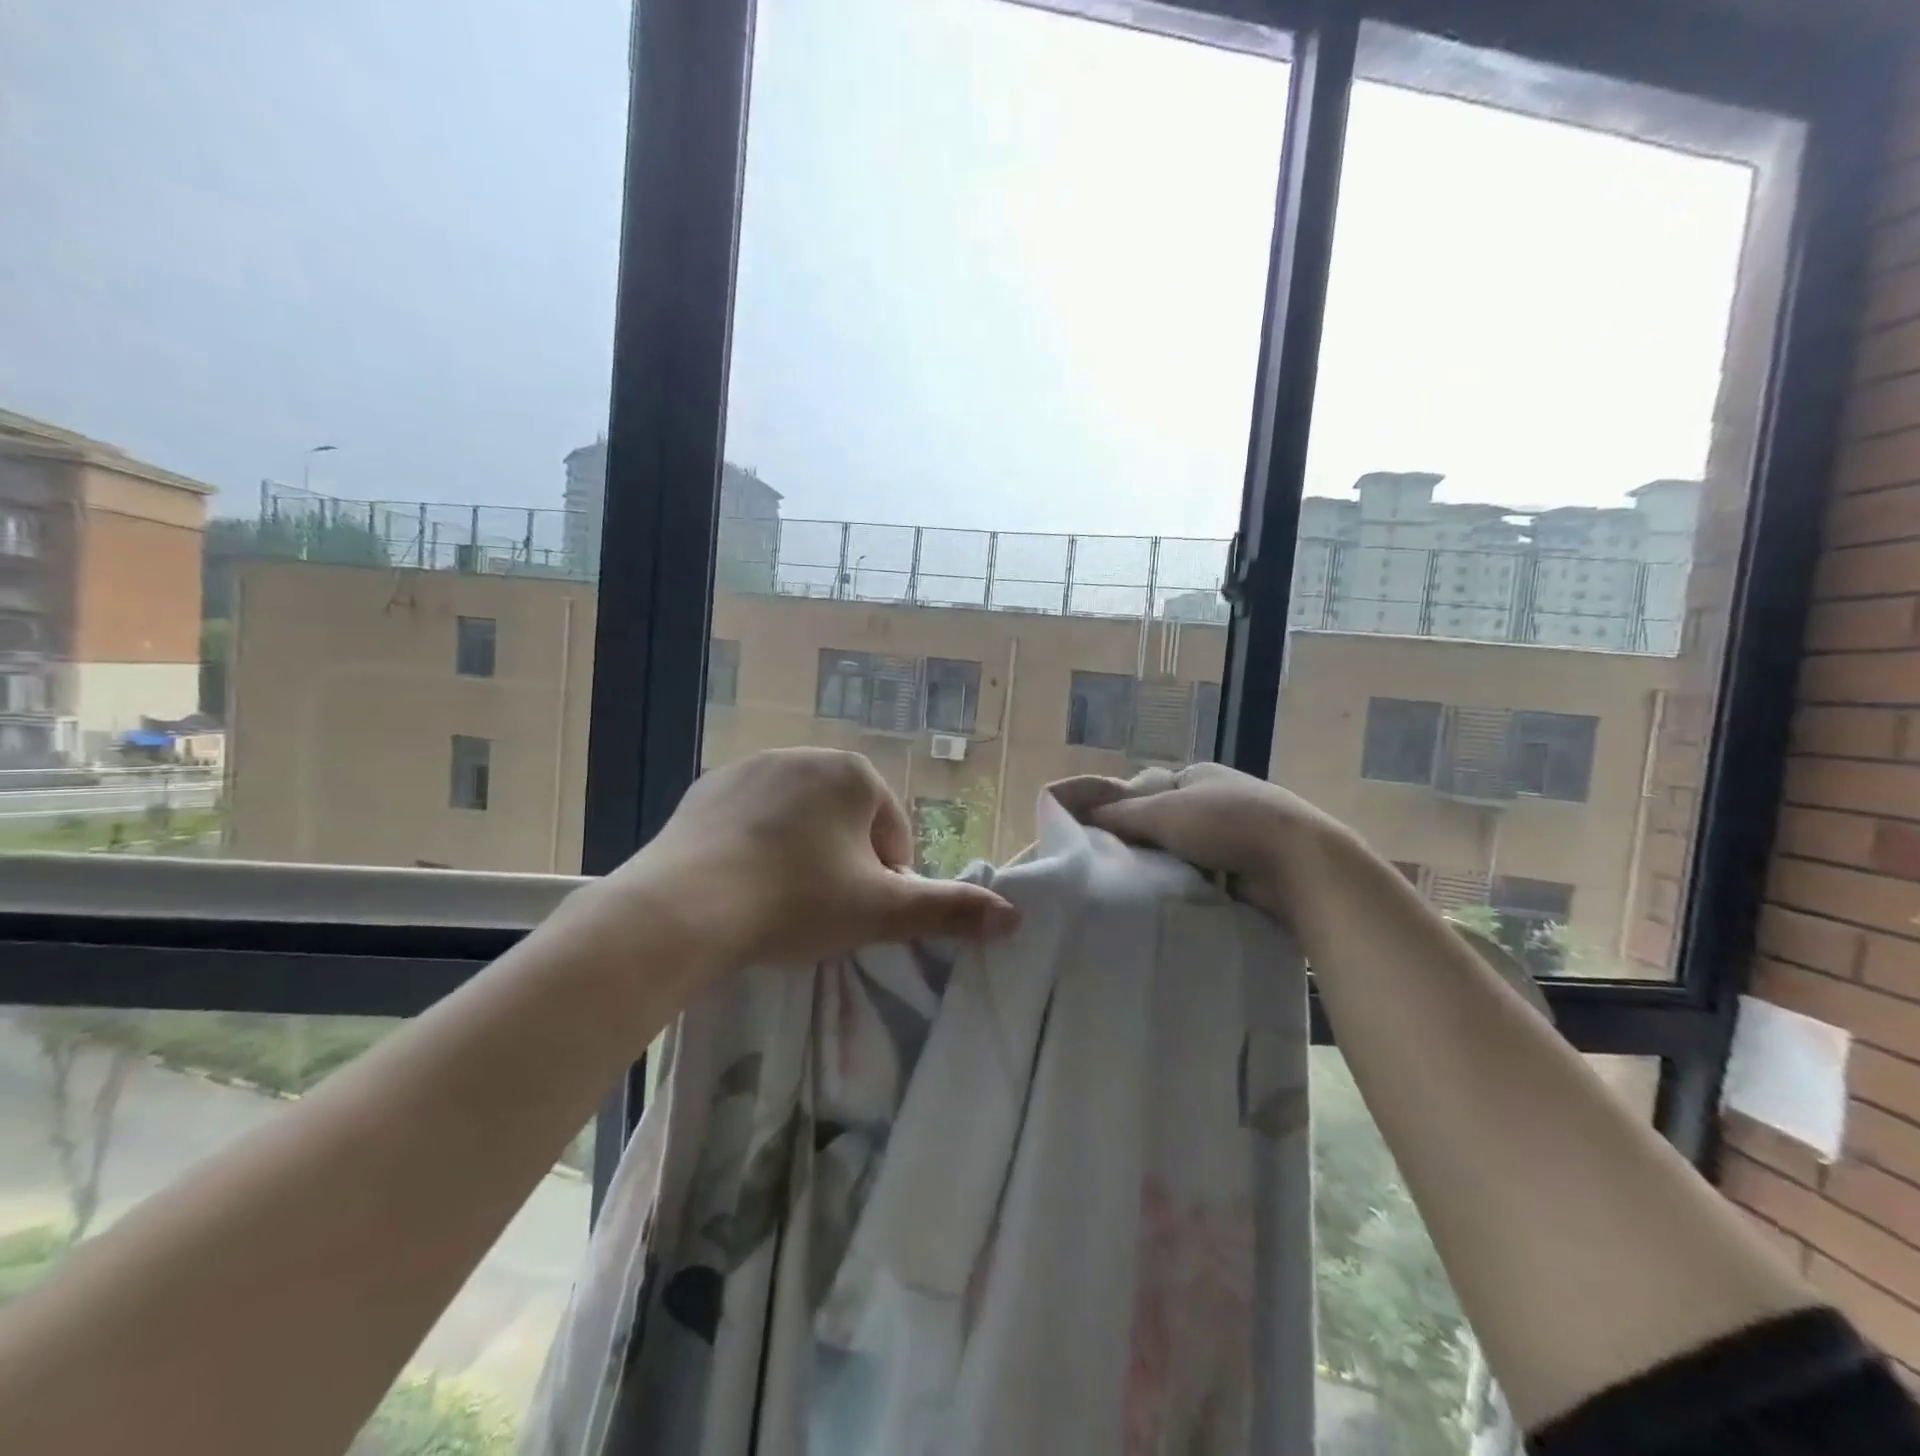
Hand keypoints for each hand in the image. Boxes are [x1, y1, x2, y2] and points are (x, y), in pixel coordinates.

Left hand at [592, 748, 1019, 973]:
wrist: (683, 907)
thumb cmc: (797, 900)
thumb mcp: (881, 911)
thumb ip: (950, 910)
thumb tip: (1015, 917)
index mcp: (853, 773)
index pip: (891, 833)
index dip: (884, 881)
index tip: (858, 916)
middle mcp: (803, 754)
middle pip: (845, 824)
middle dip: (843, 866)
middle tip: (819, 915)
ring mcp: (749, 768)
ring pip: (797, 821)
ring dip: (801, 857)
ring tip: (778, 905)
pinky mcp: (706, 789)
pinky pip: (750, 822)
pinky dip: (756, 850)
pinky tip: (740, 888)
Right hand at [1062, 762, 1362, 927]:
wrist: (1299, 863)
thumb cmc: (1226, 823)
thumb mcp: (1163, 811)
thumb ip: (1118, 813)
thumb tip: (1076, 812)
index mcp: (1199, 775)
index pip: (1146, 789)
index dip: (1121, 809)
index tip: (1099, 835)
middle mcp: (1218, 799)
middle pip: (1165, 819)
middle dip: (1142, 840)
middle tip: (1110, 864)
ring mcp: (1237, 833)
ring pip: (1184, 850)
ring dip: (1164, 865)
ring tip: (1133, 886)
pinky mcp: (1250, 867)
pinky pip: (1205, 874)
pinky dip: (1188, 884)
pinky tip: (1169, 898)